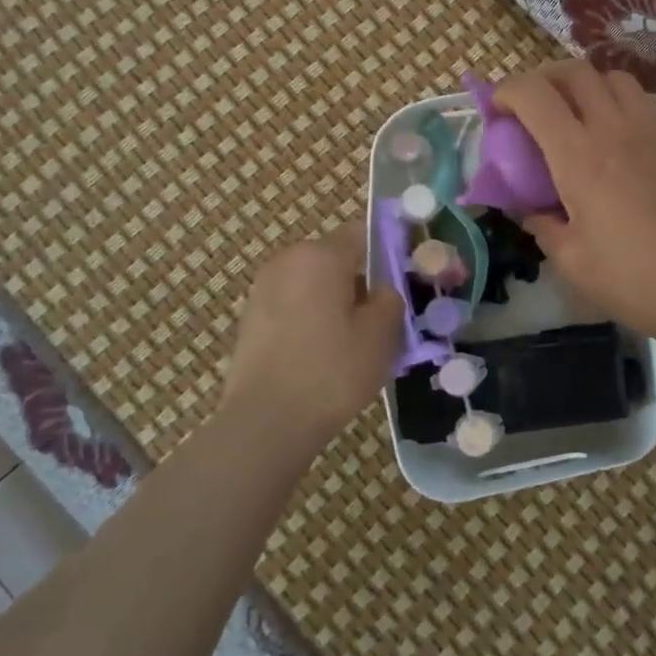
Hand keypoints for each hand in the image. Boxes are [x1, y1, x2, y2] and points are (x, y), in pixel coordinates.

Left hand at [222, 224, 403, 447]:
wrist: (265, 423)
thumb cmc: (331, 371)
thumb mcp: (381, 335)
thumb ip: (390, 299)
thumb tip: (383, 290)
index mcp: (320, 254)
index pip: (362, 233)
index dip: (388, 250)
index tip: (404, 280)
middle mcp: (287, 261)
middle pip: (335, 259)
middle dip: (360, 281)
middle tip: (383, 319)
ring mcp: (263, 289)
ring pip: (314, 284)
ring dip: (335, 302)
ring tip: (354, 343)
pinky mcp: (250, 319)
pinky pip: (293, 306)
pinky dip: (312, 320)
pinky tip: (324, 356)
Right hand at [494, 60, 655, 346]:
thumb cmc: (631, 279)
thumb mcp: (571, 260)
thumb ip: (543, 226)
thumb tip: (531, 210)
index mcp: (579, 157)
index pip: (535, 96)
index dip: (507, 91)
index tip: (497, 109)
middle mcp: (616, 129)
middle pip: (576, 72)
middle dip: (545, 78)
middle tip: (534, 106)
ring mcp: (655, 131)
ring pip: (616, 79)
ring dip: (588, 86)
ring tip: (580, 115)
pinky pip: (646, 105)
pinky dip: (623, 108)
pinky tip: (623, 143)